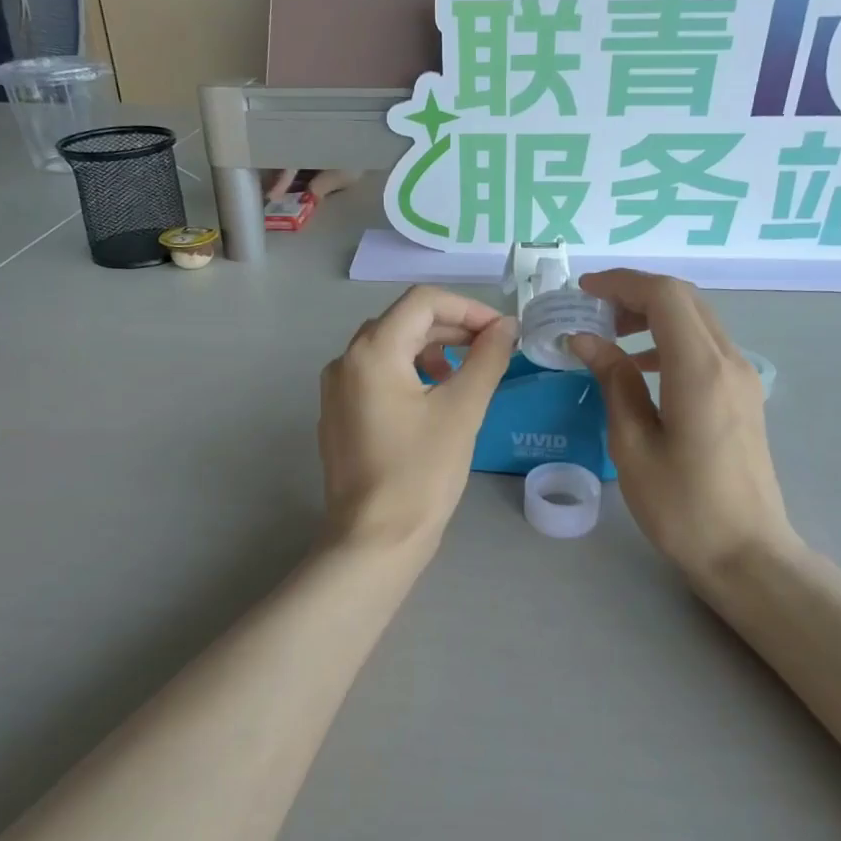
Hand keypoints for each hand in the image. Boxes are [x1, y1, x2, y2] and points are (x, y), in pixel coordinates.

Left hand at [319, 287, 516, 556]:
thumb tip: (505, 327)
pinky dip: (408, 374)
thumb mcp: (462, 410)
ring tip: (462, 376)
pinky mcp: (337, 416)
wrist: (375, 539)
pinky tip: (432, 400)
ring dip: (430, 350)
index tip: (501, 331)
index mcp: (372, 351)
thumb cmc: (422, 473)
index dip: (468, 308)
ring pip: (388, 348)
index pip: (423, 301)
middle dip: (451, 328)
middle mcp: (345, 361)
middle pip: (403, 321)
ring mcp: (335, 390)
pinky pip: (375, 376)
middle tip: (490, 349)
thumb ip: (487, 358)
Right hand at [568, 271, 798, 582]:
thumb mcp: (633, 445)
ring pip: (697, 320)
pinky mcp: (743, 396)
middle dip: (635, 294)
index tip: (582, 292)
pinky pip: (705, 347)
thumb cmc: (681, 506)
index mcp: (699, 370)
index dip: (621, 283)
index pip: (665, 296)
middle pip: (684, 300)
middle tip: (591, 312)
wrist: (746, 553)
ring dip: (653, 316)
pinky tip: (641, 369)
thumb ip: (613, 382)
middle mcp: (729, 361)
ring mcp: (742, 378)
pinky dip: (670, 341)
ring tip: (610, 338)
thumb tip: (586, 340)